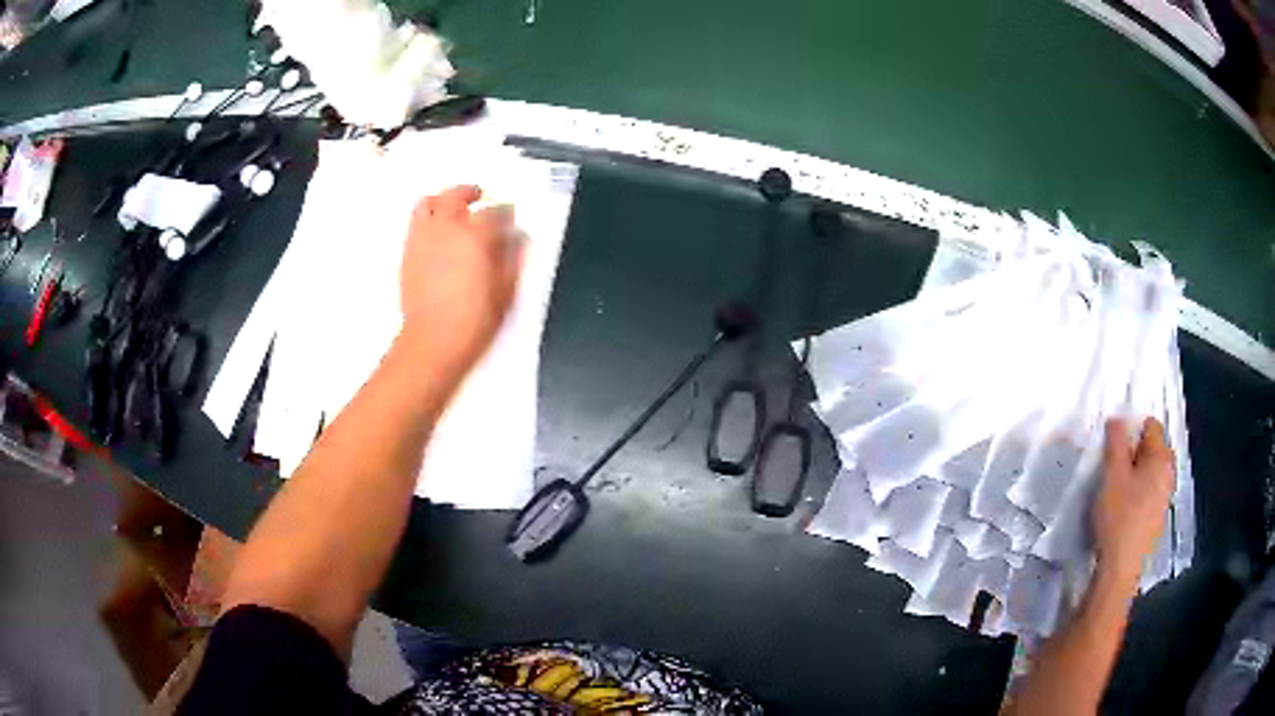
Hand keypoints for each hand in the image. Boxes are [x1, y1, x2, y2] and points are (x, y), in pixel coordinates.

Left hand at [399, 185, 522, 375]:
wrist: (434, 341)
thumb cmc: (471, 320)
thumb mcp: (506, 290)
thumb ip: (513, 257)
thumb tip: (518, 239)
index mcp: (475, 234)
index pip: (495, 211)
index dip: (506, 212)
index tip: (510, 217)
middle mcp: (446, 229)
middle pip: (456, 195)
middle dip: (470, 192)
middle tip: (480, 195)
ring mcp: (423, 239)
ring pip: (429, 202)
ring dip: (442, 199)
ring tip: (451, 205)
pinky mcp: (408, 253)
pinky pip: (415, 223)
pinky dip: (426, 218)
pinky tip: (435, 230)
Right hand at [1093, 417, 1175, 582]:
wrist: (1120, 571)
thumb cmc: (1118, 518)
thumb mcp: (1111, 476)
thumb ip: (1115, 443)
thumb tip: (1117, 419)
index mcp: (1162, 458)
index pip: (1151, 425)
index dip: (1132, 429)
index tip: (1113, 446)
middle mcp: (1169, 473)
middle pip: (1153, 449)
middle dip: (1134, 452)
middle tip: (1113, 467)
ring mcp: (1165, 498)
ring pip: (1151, 472)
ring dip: (1135, 473)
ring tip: (1116, 489)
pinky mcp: (1158, 518)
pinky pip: (1150, 492)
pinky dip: (1138, 492)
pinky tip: (1123, 509)